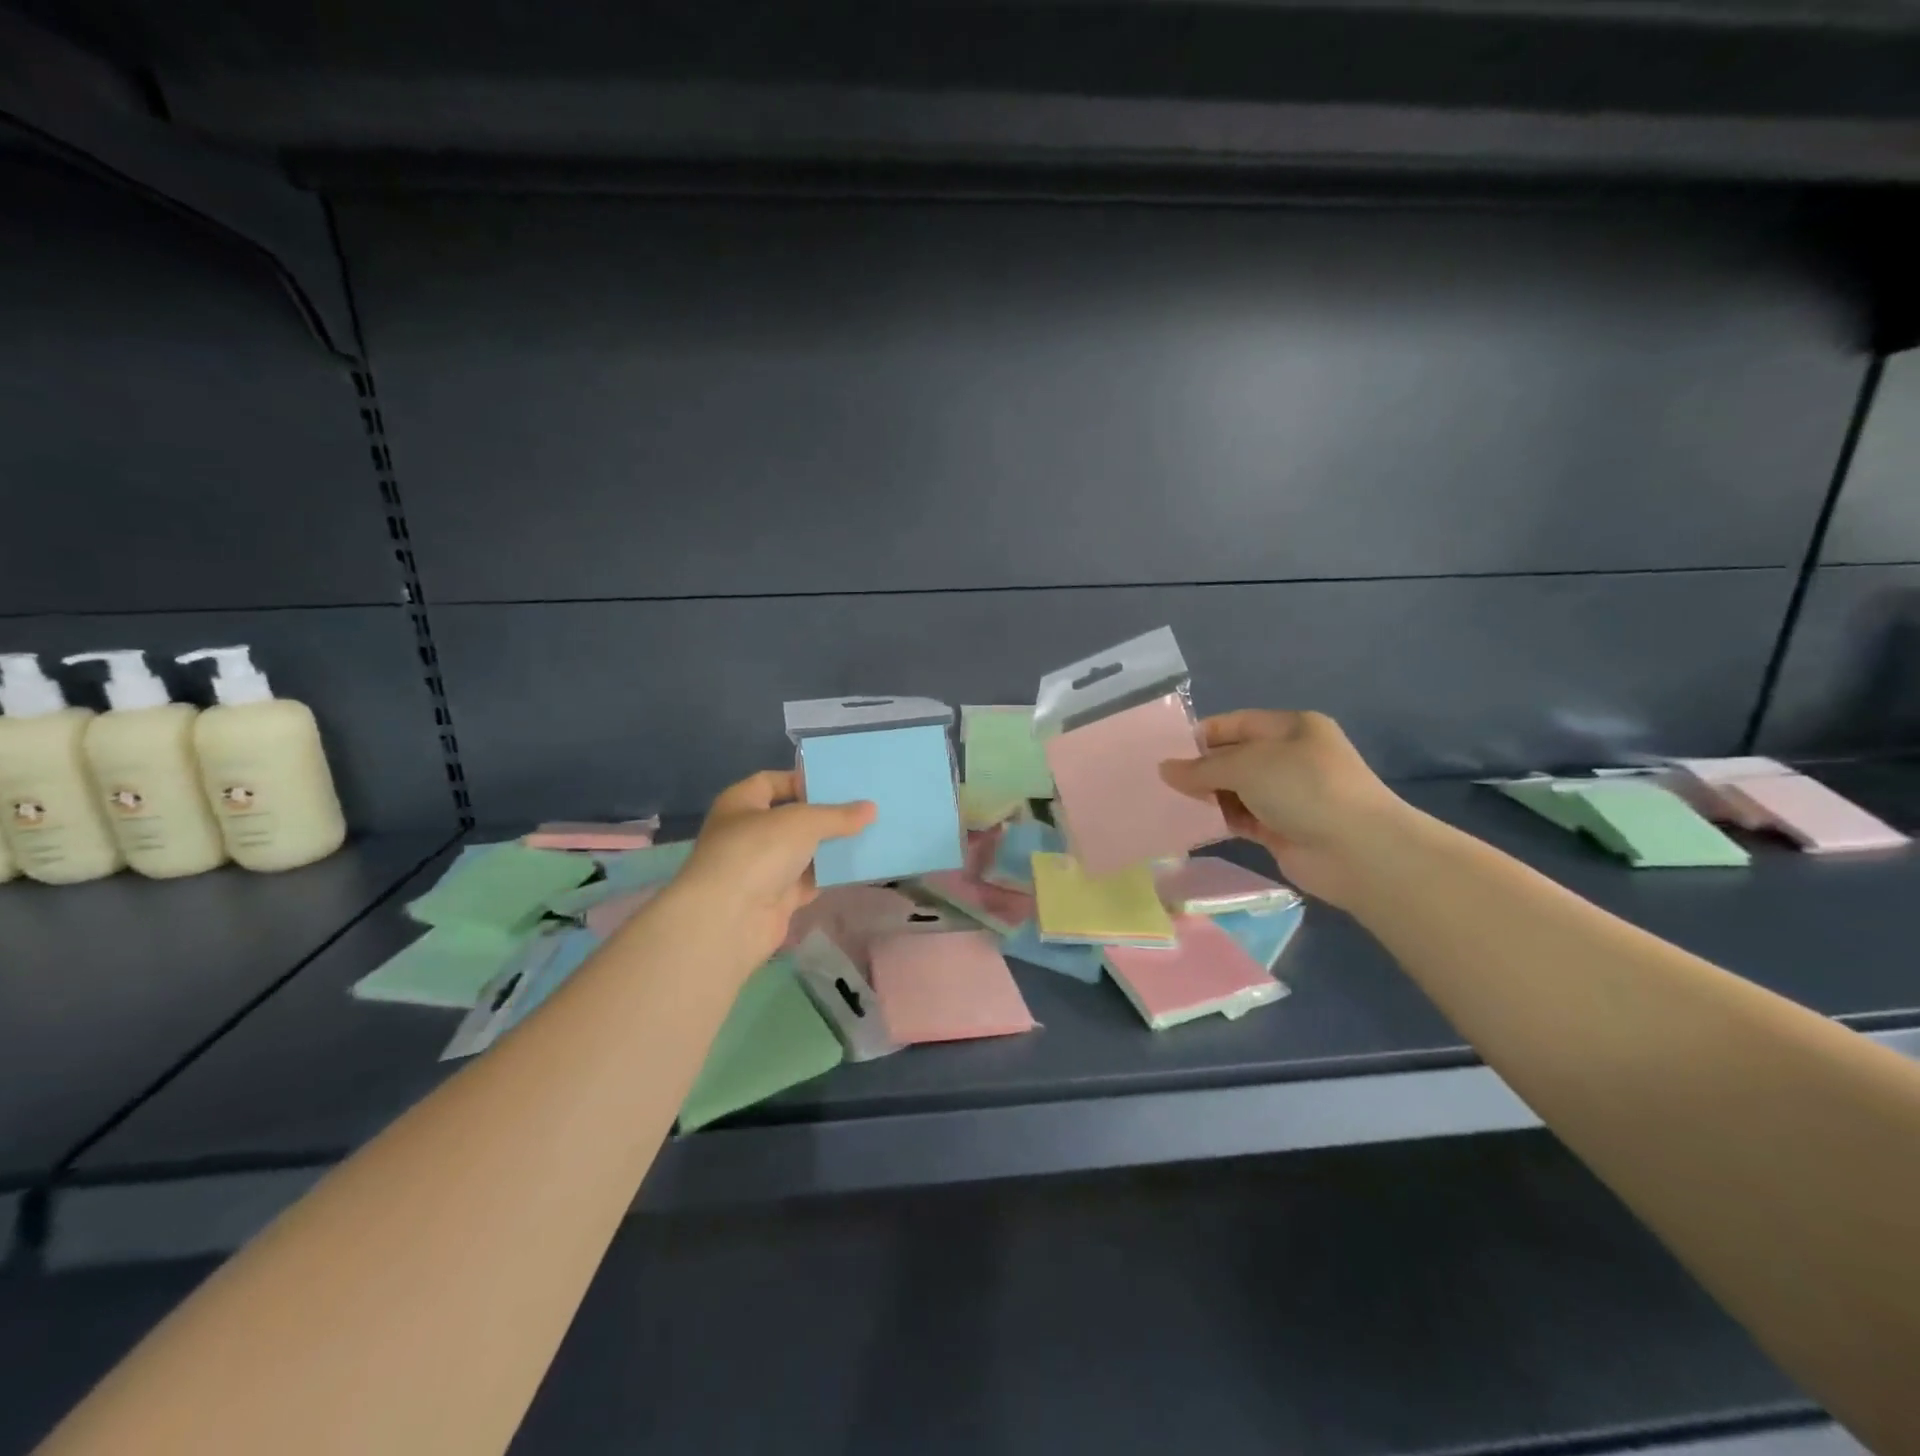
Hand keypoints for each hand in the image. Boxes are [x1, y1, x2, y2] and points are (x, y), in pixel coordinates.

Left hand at [672, 770, 874, 966]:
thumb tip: (871, 809)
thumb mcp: (803, 822)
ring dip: (830, 846)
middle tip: (862, 808)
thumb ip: (838, 815)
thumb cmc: (758, 852)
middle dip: (824, 815)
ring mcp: (761, 868)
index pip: (772, 781)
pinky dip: (829, 875)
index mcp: (740, 803)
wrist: (729, 919)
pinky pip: (808, 880)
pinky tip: (858, 866)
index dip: (803, 780)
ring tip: (869, 833)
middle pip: (791, 818)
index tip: (838, 784)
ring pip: (802, 851)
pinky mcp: (775, 898)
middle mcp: (748, 833)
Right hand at [1160, 710, 1410, 907]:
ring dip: (1208, 796)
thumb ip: (1202, 768)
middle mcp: (1291, 757)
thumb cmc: (1304, 788)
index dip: (1202, 735)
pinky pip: (1242, 818)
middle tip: (1161, 781)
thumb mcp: (1247, 765)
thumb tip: (1164, 769)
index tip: (1166, 752)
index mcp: (1291, 727)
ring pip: (1236, 790)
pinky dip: (1220, 819)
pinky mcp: (1282, 829)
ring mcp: (1288, 795)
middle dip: (1201, 768)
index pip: (1236, 724)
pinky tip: (1192, 824)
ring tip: (1169, 802)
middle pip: (1235, 757)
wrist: (1358, 850)